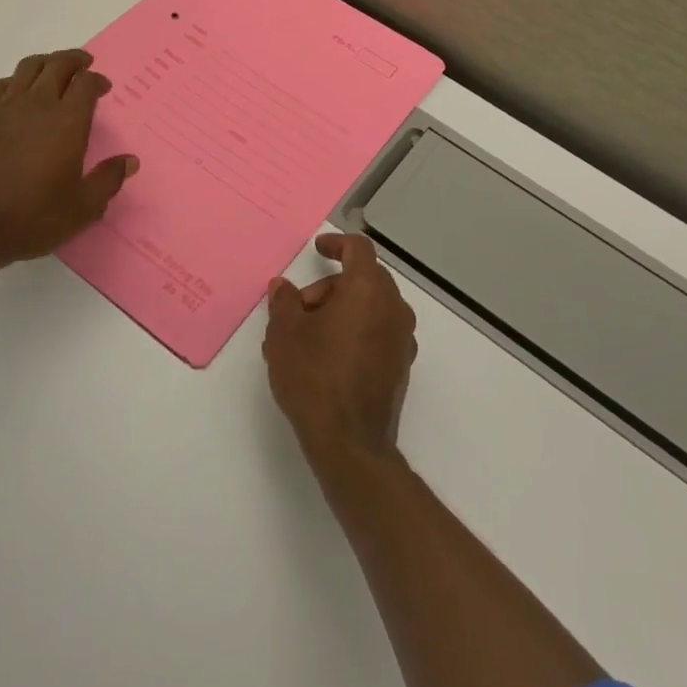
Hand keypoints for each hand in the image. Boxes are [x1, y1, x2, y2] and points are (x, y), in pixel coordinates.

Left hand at [0, 49, 136, 268]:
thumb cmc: (32, 217)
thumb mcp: (82, 207)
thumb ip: (108, 179)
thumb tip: (130, 160)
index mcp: (67, 121)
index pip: (86, 83)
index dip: (98, 80)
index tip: (104, 89)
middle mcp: (37, 105)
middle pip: (57, 65)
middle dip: (75, 61)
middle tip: (84, 66)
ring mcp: (3, 108)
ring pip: (28, 68)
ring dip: (45, 64)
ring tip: (53, 70)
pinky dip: (15, 81)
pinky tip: (16, 93)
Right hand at [264, 233, 417, 466]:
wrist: (350, 443)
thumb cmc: (314, 377)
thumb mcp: (284, 334)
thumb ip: (284, 302)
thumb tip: (283, 287)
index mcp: (367, 290)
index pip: (359, 249)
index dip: (337, 243)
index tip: (318, 248)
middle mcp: (393, 307)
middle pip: (365, 278)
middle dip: (332, 285)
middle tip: (301, 308)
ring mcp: (402, 338)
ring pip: (373, 305)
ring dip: (344, 308)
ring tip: (310, 336)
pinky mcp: (402, 365)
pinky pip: (380, 330)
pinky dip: (358, 329)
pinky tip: (331, 355)